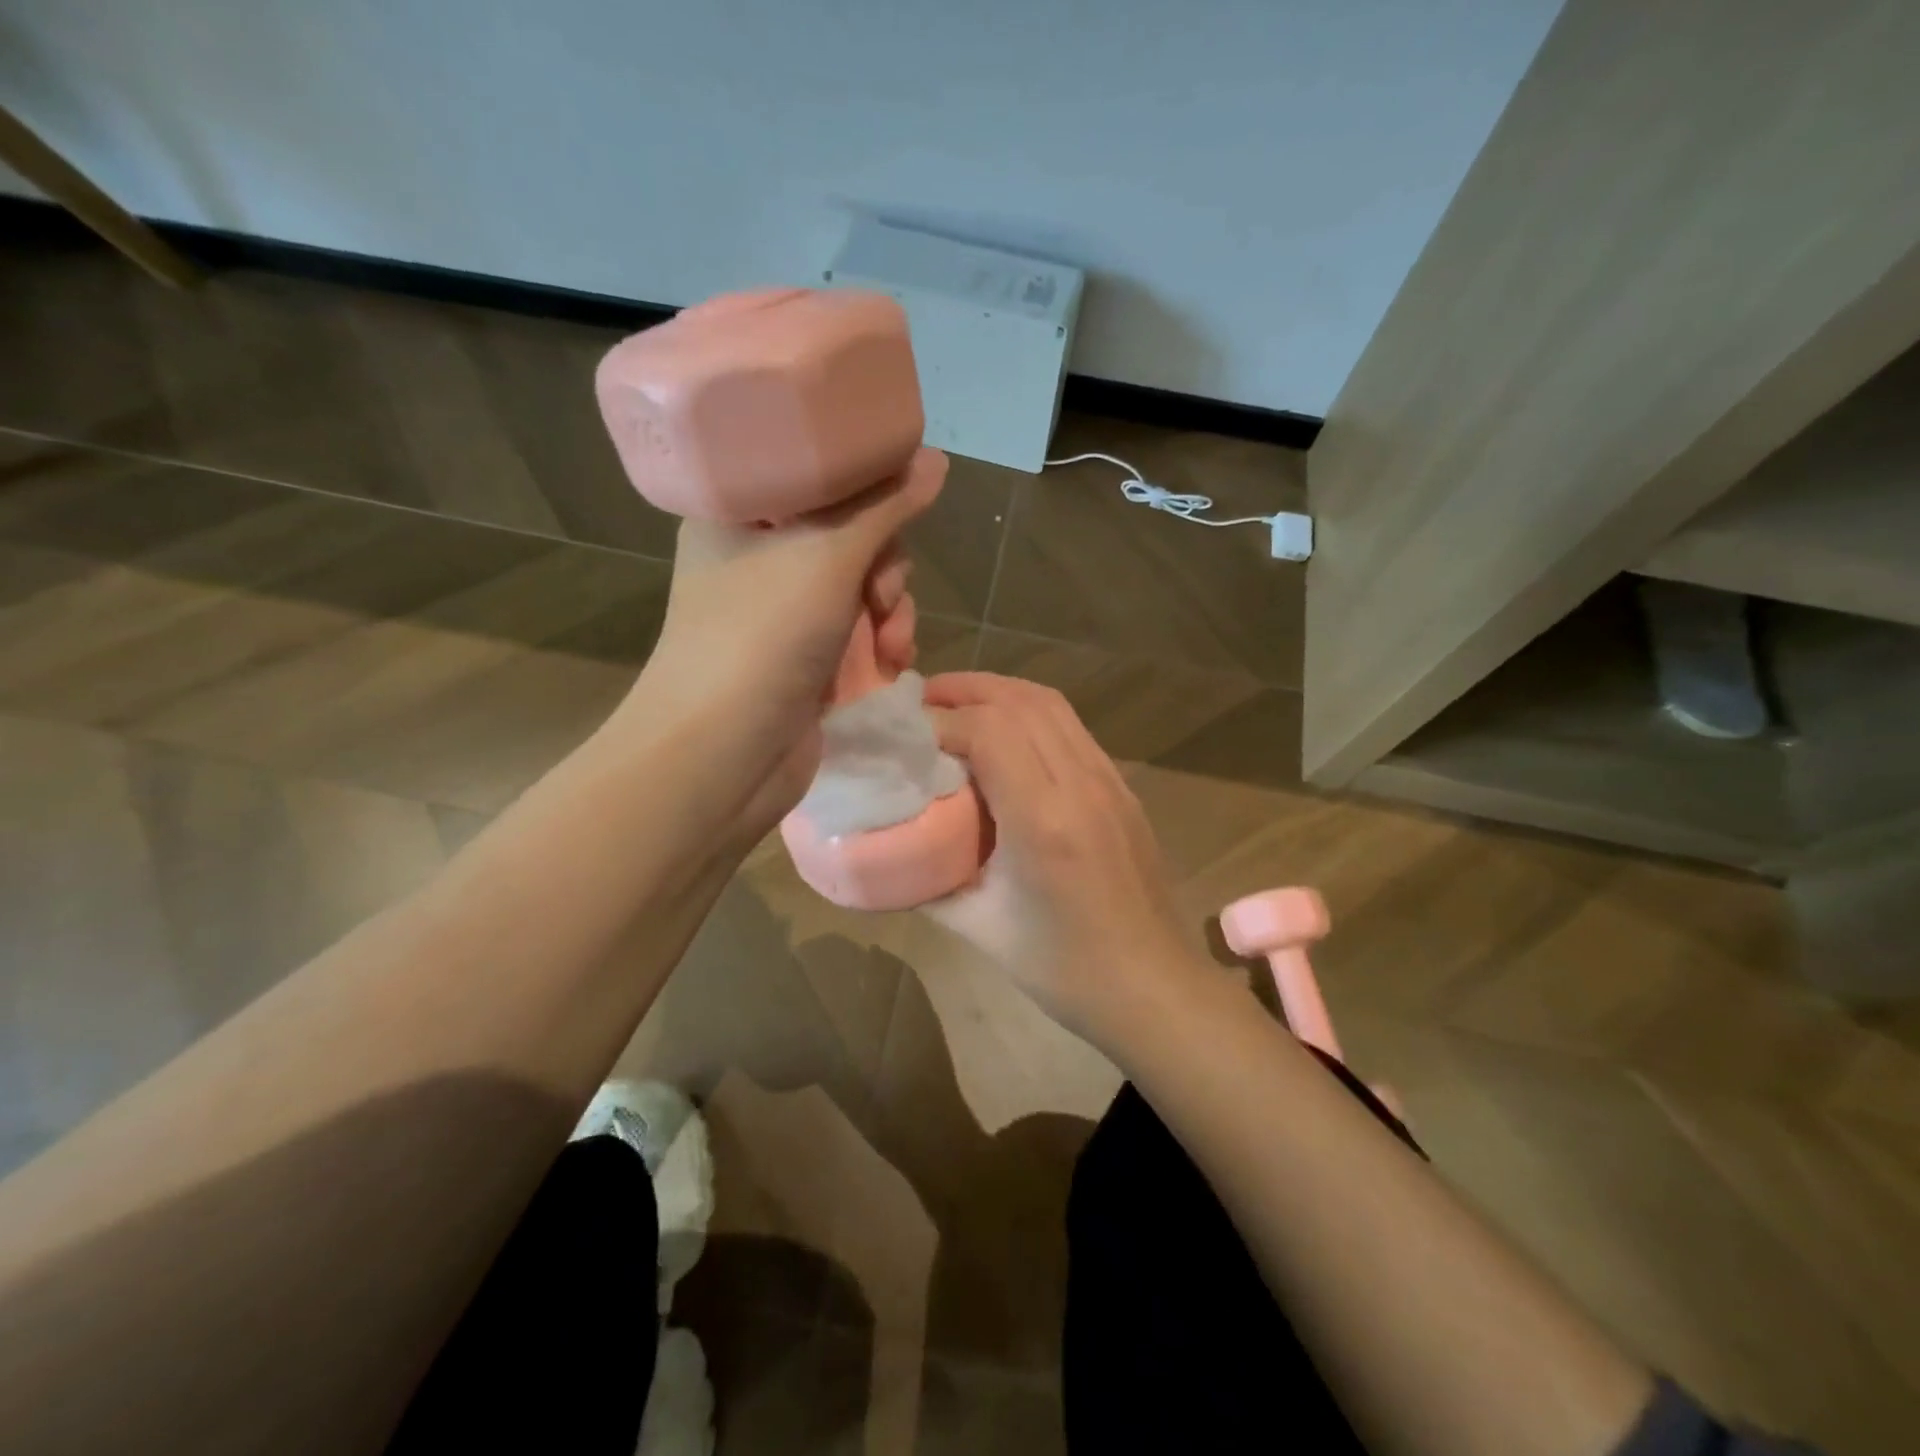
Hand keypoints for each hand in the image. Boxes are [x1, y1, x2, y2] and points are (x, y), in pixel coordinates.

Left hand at [625, 452, 943, 834]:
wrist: (723, 754)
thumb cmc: (764, 635)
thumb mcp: (829, 555)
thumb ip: (886, 506)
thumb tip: (937, 458)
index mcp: (743, 514)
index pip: (818, 478)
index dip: (867, 494)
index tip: (896, 514)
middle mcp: (759, 559)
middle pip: (849, 537)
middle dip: (884, 569)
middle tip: (882, 595)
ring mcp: (780, 615)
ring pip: (860, 591)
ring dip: (891, 615)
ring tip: (894, 647)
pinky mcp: (801, 660)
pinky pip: (856, 635)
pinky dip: (878, 648)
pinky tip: (891, 666)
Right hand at [923, 673, 1204, 1051]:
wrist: (1155, 989)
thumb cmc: (1065, 969)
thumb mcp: (981, 927)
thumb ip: (930, 880)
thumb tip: (894, 847)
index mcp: (1044, 820)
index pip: (989, 731)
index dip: (942, 721)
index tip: (906, 736)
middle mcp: (1082, 785)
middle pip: (1021, 701)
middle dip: (966, 690)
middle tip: (921, 700)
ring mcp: (1110, 782)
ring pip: (1052, 705)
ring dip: (1000, 693)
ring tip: (958, 704)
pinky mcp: (1123, 789)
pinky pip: (1072, 729)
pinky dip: (1030, 714)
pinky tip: (1006, 736)